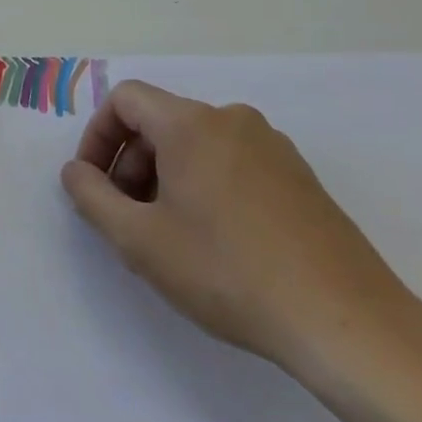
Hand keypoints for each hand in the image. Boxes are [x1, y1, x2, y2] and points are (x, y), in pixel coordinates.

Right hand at [60, 82, 413, 372]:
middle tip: (127, 218)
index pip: (125, 100)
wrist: (345, 322)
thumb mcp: (139, 240)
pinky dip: (204, 186)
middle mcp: (234, 121)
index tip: (94, 185)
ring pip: (196, 145)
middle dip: (130, 163)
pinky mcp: (300, 177)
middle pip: (160, 122)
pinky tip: (214, 242)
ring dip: (165, 177)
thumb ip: (92, 197)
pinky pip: (232, 163)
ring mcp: (273, 148)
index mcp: (192, 124)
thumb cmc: (227, 272)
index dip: (98, 137)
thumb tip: (76, 172)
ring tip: (169, 236)